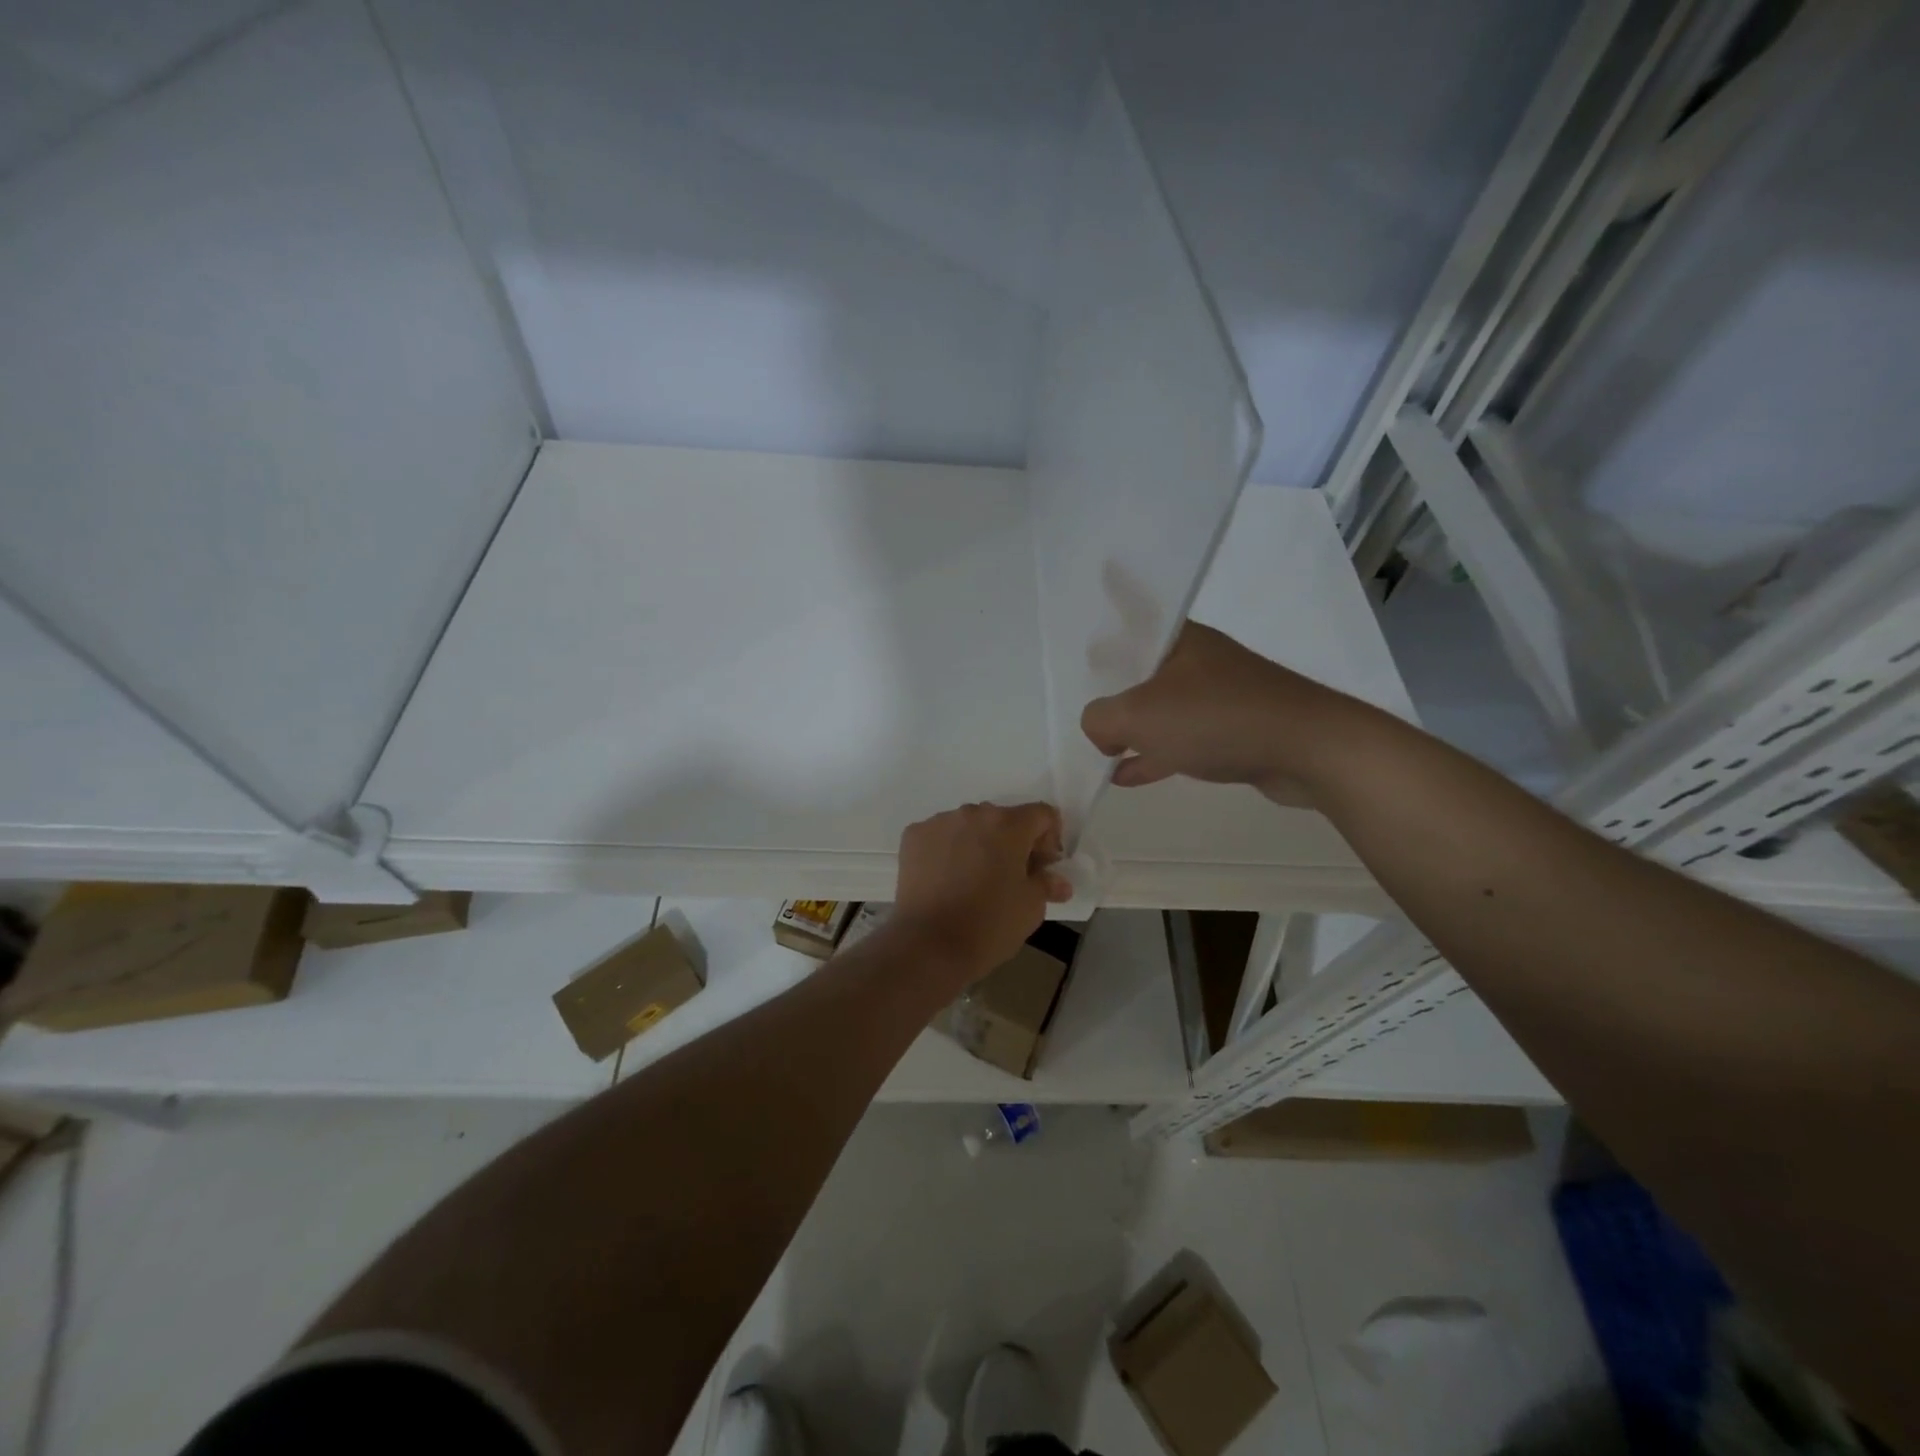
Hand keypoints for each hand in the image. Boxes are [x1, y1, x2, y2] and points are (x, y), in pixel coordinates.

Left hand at [891, 803, 1072, 980]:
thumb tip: (1058, 881)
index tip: (1042, 868)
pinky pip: (940, 836)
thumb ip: (1047, 884)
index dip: (1049, 840)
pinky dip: (948, 851)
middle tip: (1011, 878)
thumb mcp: (1031, 907)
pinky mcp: (913, 836)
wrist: (929, 944)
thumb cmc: (990, 924)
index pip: (1042, 815)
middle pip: (1003, 819)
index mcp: (1008, 824)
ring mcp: (939, 822)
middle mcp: (973, 813)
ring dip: (978, 844)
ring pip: (969, 826)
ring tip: (974, 881)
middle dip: (1012, 843)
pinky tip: (947, 880)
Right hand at [1081, 622, 1345, 803]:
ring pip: (1165, 707)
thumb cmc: (1215, 718)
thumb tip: (1103, 732)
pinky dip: (1158, 753)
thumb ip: (1100, 719)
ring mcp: (1224, 695)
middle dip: (1116, 686)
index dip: (1107, 627)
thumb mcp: (1137, 716)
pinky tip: (1130, 775)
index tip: (1087, 642)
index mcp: (1180, 639)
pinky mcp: (1238, 730)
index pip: (1134, 620)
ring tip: (1104, 748)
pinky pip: (1186, 737)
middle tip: (1089, 700)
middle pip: (1145, 669)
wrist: (1308, 748)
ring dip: (1136, 728)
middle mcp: (1202, 660)